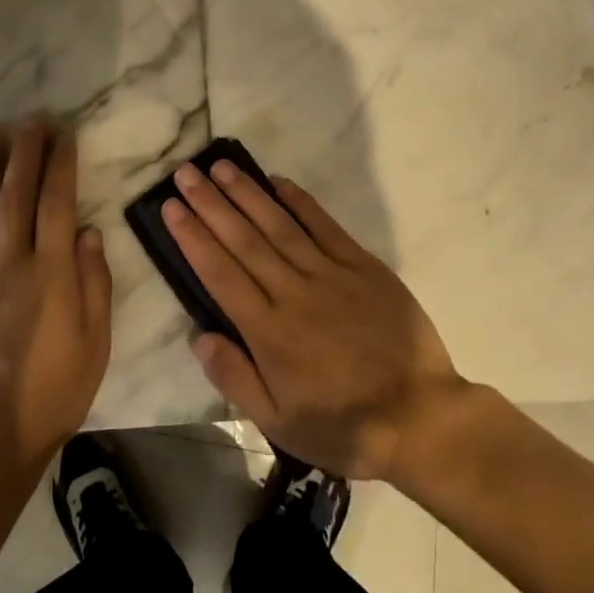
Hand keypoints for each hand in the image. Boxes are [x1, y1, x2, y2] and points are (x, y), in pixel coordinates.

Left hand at [0, 117, 112, 476]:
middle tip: (29, 120)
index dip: (61, 163)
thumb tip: (89, 231)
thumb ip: (94, 283)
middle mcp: (10, 262)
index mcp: (51, 272)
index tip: (63, 133)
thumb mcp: (96, 343)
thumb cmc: (53, 392)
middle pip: (15, 194)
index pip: (57, 202)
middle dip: (24, 152)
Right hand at [164, 161, 464, 483]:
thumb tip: (198, 335)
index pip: (220, 273)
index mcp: (268, 331)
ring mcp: (330, 275)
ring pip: (279, 225)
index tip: (171, 207)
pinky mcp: (363, 267)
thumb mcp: (279, 423)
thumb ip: (235, 378)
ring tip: (220, 166)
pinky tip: (279, 181)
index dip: (193, 237)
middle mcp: (293, 293)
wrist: (421, 419)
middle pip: (244, 240)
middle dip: (211, 204)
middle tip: (185, 172)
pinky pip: (326, 227)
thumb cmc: (343, 426)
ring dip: (247, 193)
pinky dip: (301, 202)